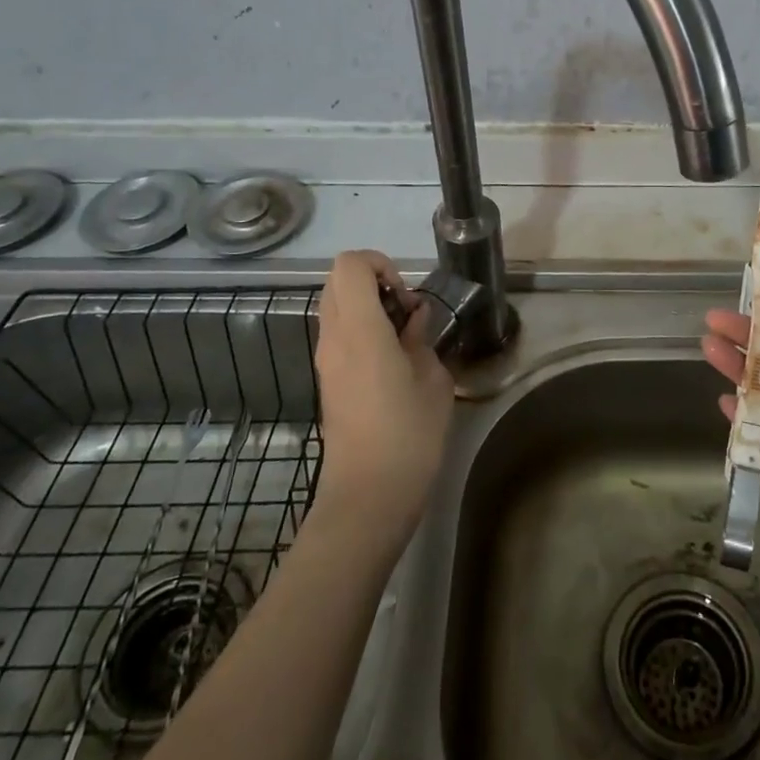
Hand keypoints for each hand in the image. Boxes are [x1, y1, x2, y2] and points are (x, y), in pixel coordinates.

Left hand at [312, 251, 454, 545]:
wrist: (368, 495)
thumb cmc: (408, 434)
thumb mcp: (433, 379)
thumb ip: (421, 338)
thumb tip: (413, 319)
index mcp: (360, 330)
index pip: (350, 265)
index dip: (380, 264)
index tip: (406, 295)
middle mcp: (334, 338)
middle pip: (338, 281)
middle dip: (374, 282)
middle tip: (406, 311)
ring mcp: (325, 360)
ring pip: (336, 307)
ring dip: (368, 307)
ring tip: (403, 337)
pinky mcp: (327, 379)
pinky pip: (339, 334)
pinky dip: (362, 330)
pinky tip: (392, 360)